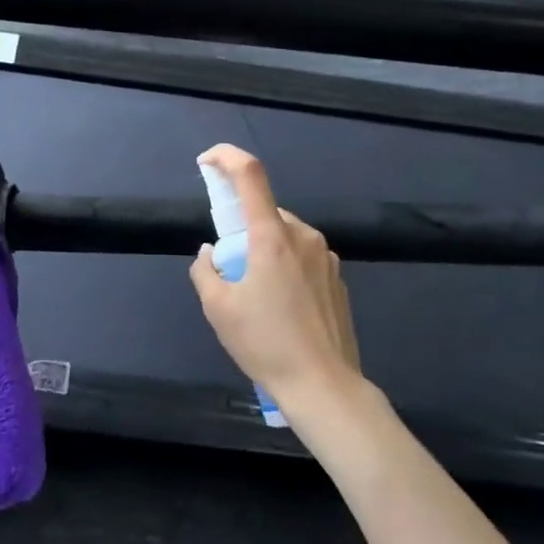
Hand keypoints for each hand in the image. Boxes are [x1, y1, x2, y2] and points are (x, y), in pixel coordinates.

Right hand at [189, 144, 363, 425]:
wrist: (324, 386)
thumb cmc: (266, 344)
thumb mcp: (218, 310)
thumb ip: (205, 272)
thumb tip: (210, 253)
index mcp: (272, 237)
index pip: (250, 175)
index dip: (226, 157)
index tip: (207, 161)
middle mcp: (303, 236)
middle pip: (266, 213)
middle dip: (242, 229)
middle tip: (230, 270)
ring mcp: (326, 257)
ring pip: (285, 236)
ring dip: (265, 250)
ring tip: (257, 298)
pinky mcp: (338, 279)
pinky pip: (303, 258)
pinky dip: (285, 268)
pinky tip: (283, 309)